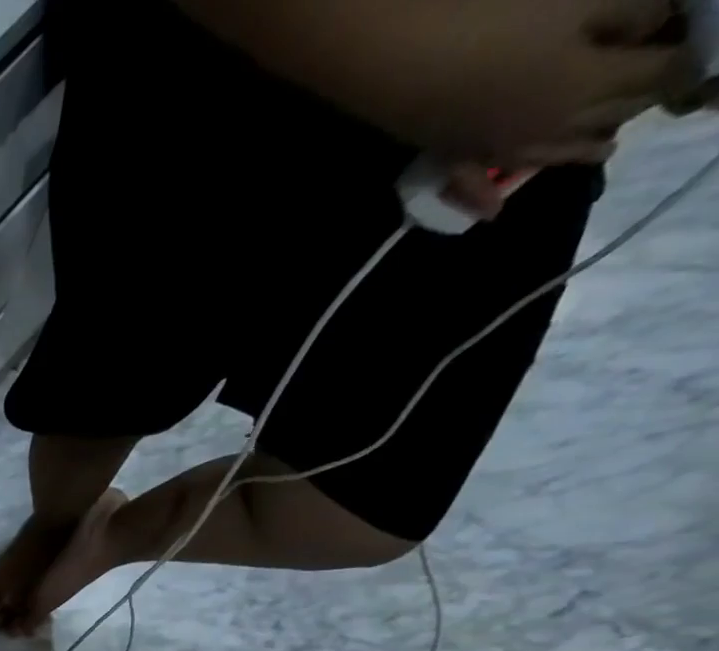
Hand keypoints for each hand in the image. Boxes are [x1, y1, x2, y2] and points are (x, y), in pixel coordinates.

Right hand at [187, 0, 703, 162]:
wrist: (384, 50)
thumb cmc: (485, 10)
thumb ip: (632, 9)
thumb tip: (658, 22)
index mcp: (585, 87)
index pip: (663, 72)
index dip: (692, 51)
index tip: (701, 33)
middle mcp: (540, 130)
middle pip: (609, 116)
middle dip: (641, 96)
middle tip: (660, 73)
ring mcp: (488, 146)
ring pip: (550, 153)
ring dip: (582, 147)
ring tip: (604, 143)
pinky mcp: (447, 149)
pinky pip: (471, 182)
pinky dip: (485, 196)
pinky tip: (497, 210)